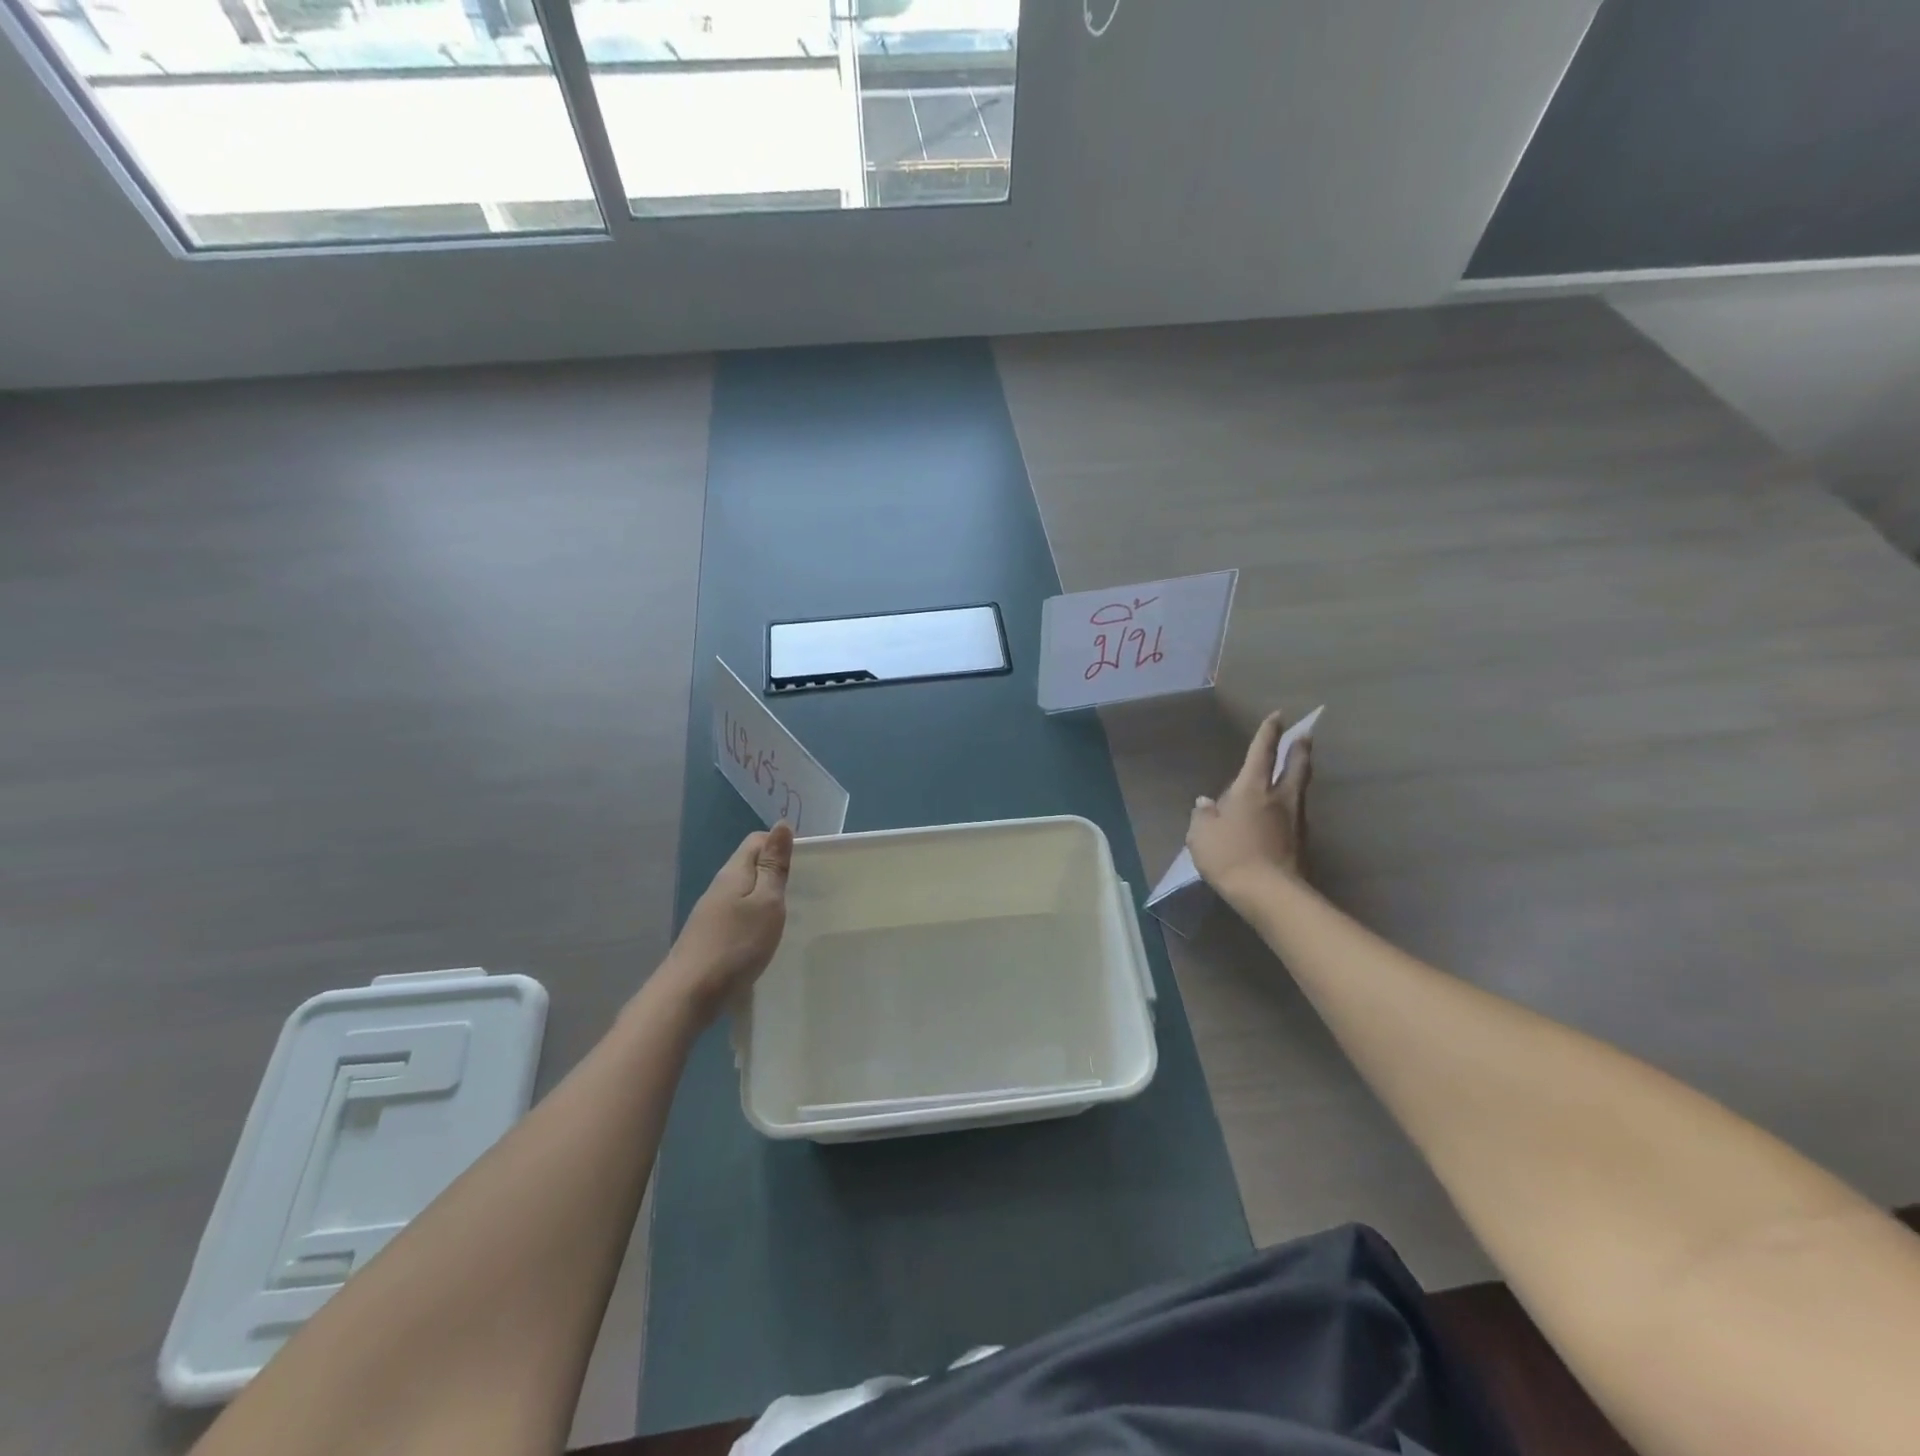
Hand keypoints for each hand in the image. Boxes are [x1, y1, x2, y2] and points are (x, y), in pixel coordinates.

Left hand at [658, 822, 792, 1022]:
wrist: (689, 994)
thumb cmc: (736, 944)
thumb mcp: (766, 902)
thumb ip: (774, 866)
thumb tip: (781, 825)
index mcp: (734, 872)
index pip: (757, 841)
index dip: (780, 845)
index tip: (805, 865)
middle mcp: (720, 887)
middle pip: (749, 865)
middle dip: (775, 872)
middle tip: (803, 891)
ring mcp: (711, 913)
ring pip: (744, 892)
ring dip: (765, 897)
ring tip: (789, 914)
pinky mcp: (710, 936)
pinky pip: (737, 915)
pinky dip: (754, 918)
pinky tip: (765, 937)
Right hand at [1186, 710, 1311, 905]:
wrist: (1269, 893)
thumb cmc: (1229, 855)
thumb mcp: (1201, 834)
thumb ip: (1203, 815)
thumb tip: (1206, 803)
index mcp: (1252, 789)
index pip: (1262, 753)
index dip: (1269, 733)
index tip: (1278, 716)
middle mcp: (1279, 798)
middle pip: (1296, 766)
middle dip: (1300, 749)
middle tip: (1306, 735)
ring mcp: (1295, 821)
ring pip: (1300, 790)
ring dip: (1299, 776)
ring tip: (1297, 770)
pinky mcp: (1301, 843)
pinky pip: (1296, 815)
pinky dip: (1291, 806)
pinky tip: (1284, 812)